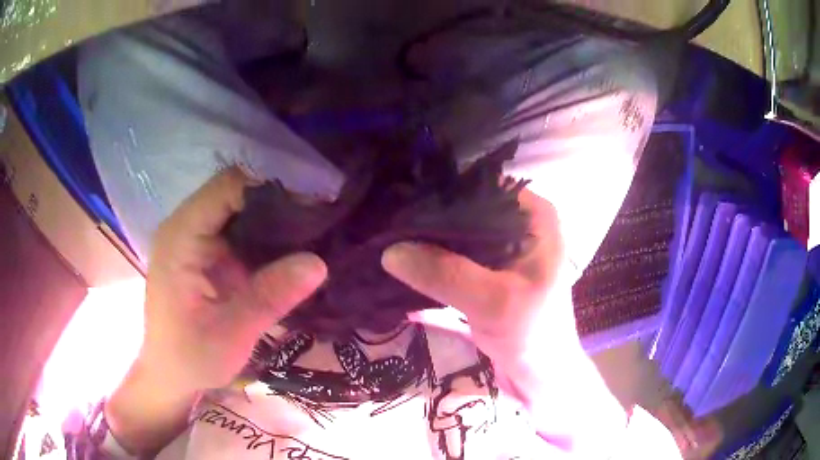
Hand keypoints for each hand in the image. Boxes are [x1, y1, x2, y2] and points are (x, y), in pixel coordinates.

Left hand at [140, 167, 326, 392]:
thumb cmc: (191, 358)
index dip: (270, 189)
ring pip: (237, 207)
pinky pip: (235, 227)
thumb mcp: (231, 335)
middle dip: (276, 201)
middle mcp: (183, 226)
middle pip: (234, 191)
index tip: (313, 206)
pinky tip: (287, 250)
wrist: (170, 373)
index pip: (227, 187)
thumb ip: (270, 297)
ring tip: (311, 233)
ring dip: (272, 217)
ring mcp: (192, 237)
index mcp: (181, 238)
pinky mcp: (201, 250)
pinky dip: (263, 234)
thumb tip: (319, 263)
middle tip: (319, 220)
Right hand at [382, 188, 626, 455]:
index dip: (443, 193)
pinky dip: (434, 257)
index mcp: (535, 215)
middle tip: (388, 223)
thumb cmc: (533, 335)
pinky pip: (457, 253)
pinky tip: (406, 259)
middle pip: (468, 208)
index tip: (403, 204)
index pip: (482, 187)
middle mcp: (521, 222)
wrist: (540, 374)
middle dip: (431, 218)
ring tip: (389, 237)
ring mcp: (506, 246)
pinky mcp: (491, 269)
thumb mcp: (492, 303)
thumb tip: (390, 250)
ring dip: (429, 239)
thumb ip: (445, 274)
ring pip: (460, 231)